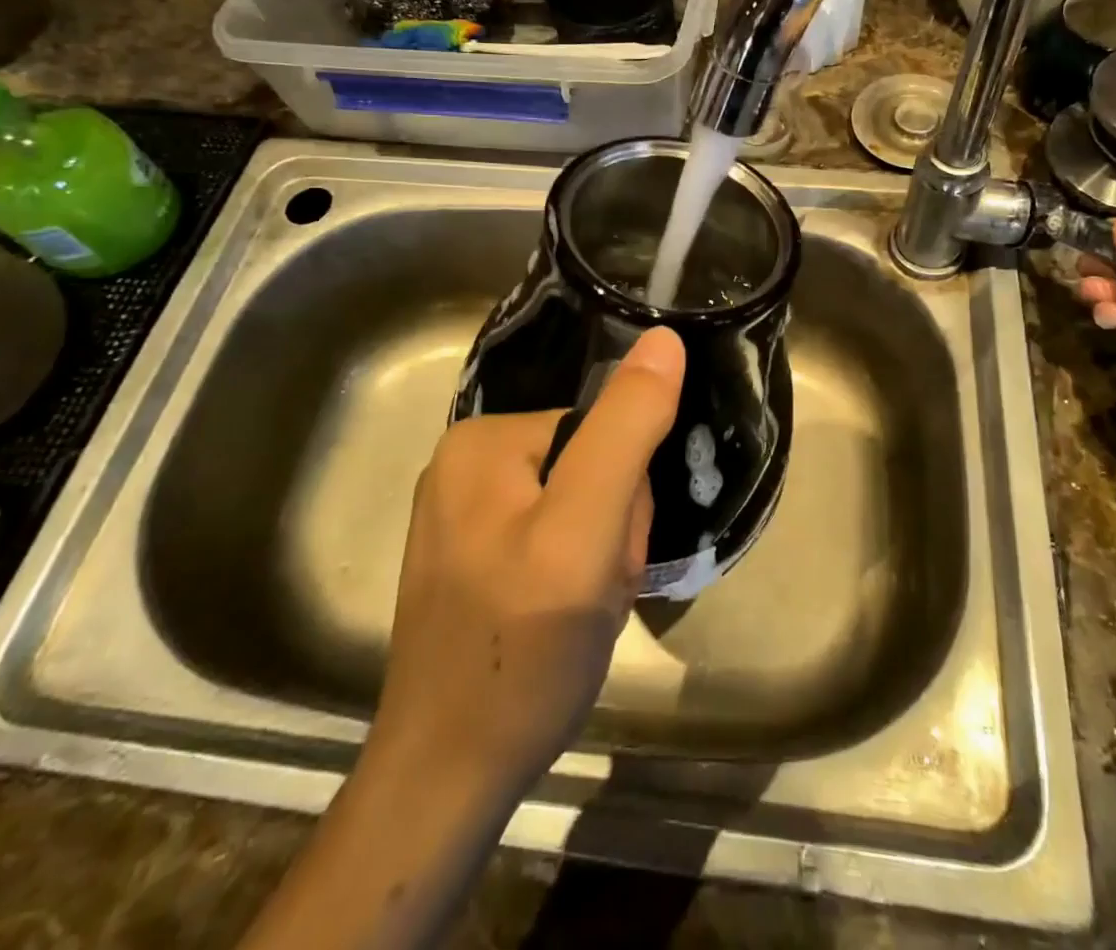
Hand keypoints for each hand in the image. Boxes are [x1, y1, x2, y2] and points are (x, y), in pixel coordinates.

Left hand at [365, 327, 683, 801]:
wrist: (449, 776)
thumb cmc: (522, 647)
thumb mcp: (586, 528)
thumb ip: (627, 429)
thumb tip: (665, 339)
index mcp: (483, 439)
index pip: (601, 431)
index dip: (626, 496)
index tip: (611, 555)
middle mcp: (465, 465)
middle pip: (589, 466)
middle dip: (612, 529)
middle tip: (594, 590)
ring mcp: (464, 516)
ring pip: (578, 508)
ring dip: (599, 558)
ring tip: (579, 612)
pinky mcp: (472, 560)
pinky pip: (552, 541)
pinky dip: (574, 578)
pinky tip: (559, 621)